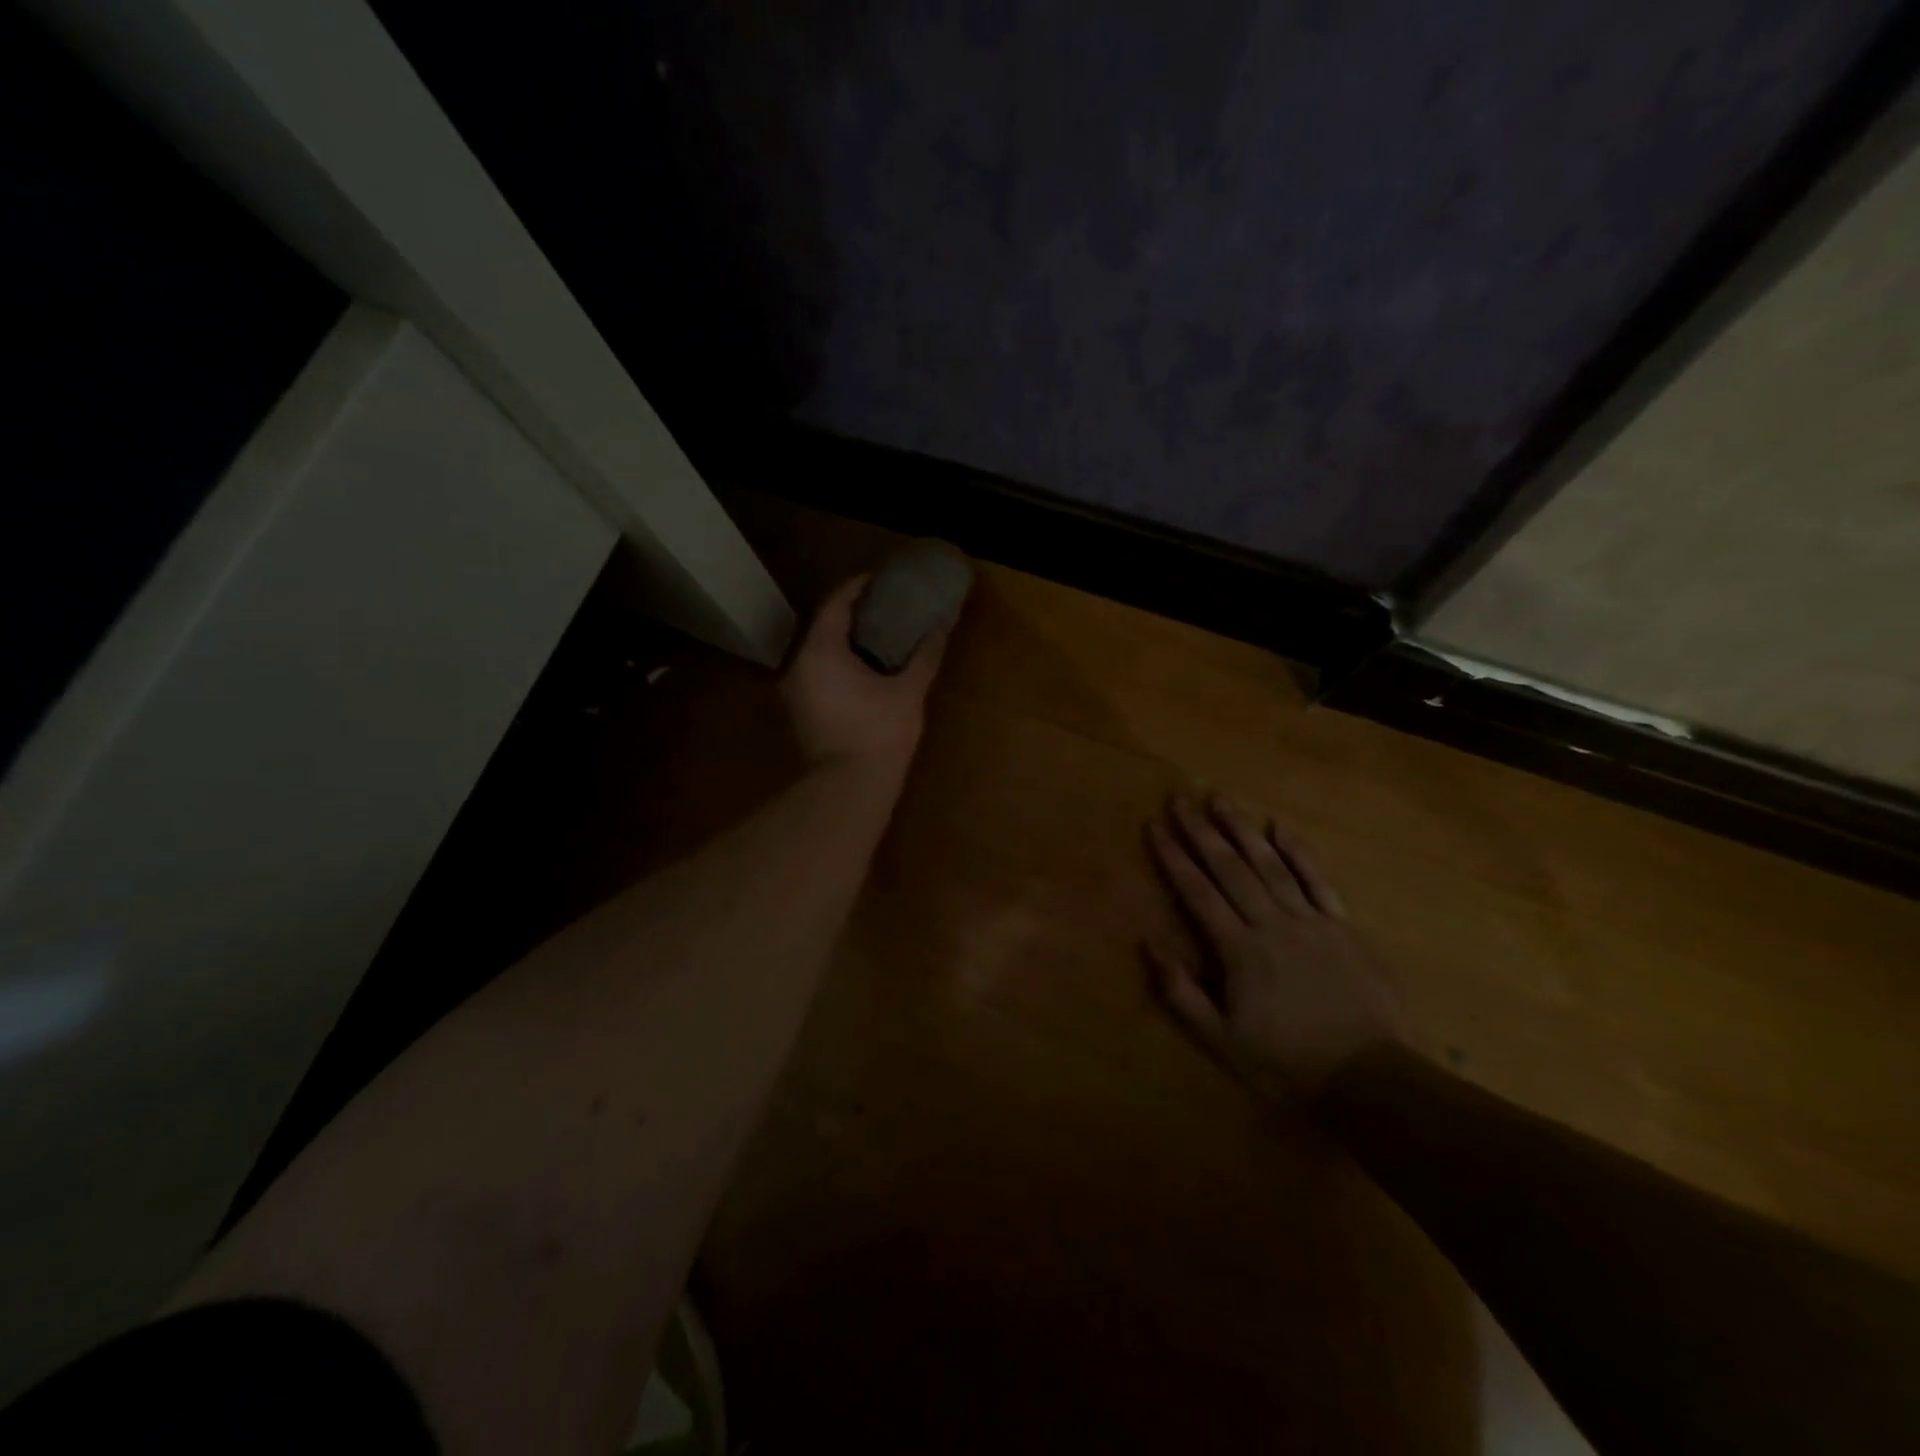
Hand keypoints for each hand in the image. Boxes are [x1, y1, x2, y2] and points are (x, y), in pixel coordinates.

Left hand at [781, 574, 952, 776]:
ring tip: (876, 638)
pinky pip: (816, 674)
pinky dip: (837, 664)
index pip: (835, 604)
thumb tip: (939, 628)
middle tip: (882, 608)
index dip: (857, 588)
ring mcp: (794, 691)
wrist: (848, 789)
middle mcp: (799, 665)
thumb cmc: (879, 734)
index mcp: (821, 651)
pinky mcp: (798, 713)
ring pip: (818, 653)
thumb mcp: (908, 692)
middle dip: (851, 614)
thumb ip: (924, 656)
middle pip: (823, 627)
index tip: (879, 580)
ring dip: (843, 642)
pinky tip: (862, 671)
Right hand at [1145, 795, 1405, 1106]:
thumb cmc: (1288, 1062)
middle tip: (1180, 798)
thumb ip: (1182, 993)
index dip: (1173, 857)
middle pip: (1229, 868)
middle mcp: (1271, 924)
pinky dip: (1299, 853)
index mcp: (1239, 950)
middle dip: (1201, 831)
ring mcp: (1311, 921)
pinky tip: (1280, 828)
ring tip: (1220, 799)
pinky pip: (1318, 881)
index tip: (1154, 826)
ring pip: (1270, 865)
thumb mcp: (1222, 1040)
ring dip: (1242, 830)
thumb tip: (1148, 945)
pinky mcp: (1344, 926)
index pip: (1197, 892)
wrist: (1371, 1078)